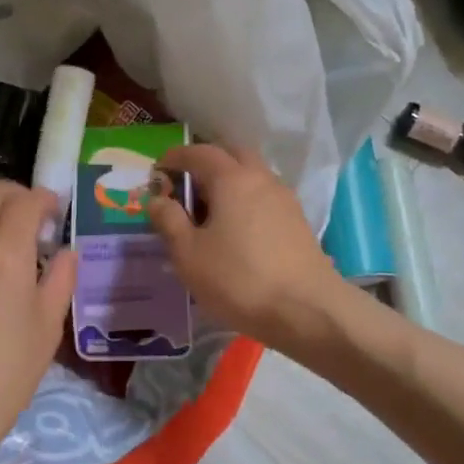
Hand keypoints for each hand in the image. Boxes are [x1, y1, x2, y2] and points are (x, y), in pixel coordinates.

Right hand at [147, 145, 349, 352]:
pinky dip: (246, 201)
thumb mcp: (189, 254)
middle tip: (186, 187)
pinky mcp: (298, 222)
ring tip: (209, 212)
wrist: (307, 310)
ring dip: (229, 182)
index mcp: (232, 179)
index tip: (158, 170)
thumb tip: (157, 198)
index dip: (175, 157)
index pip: (199, 153)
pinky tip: (237, 230)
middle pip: (232, 155)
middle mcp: (262, 179)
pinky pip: (265, 197)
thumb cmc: (239, 279)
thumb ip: (168, 221)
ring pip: (252, 176)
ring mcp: (285, 199)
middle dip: (207, 163)